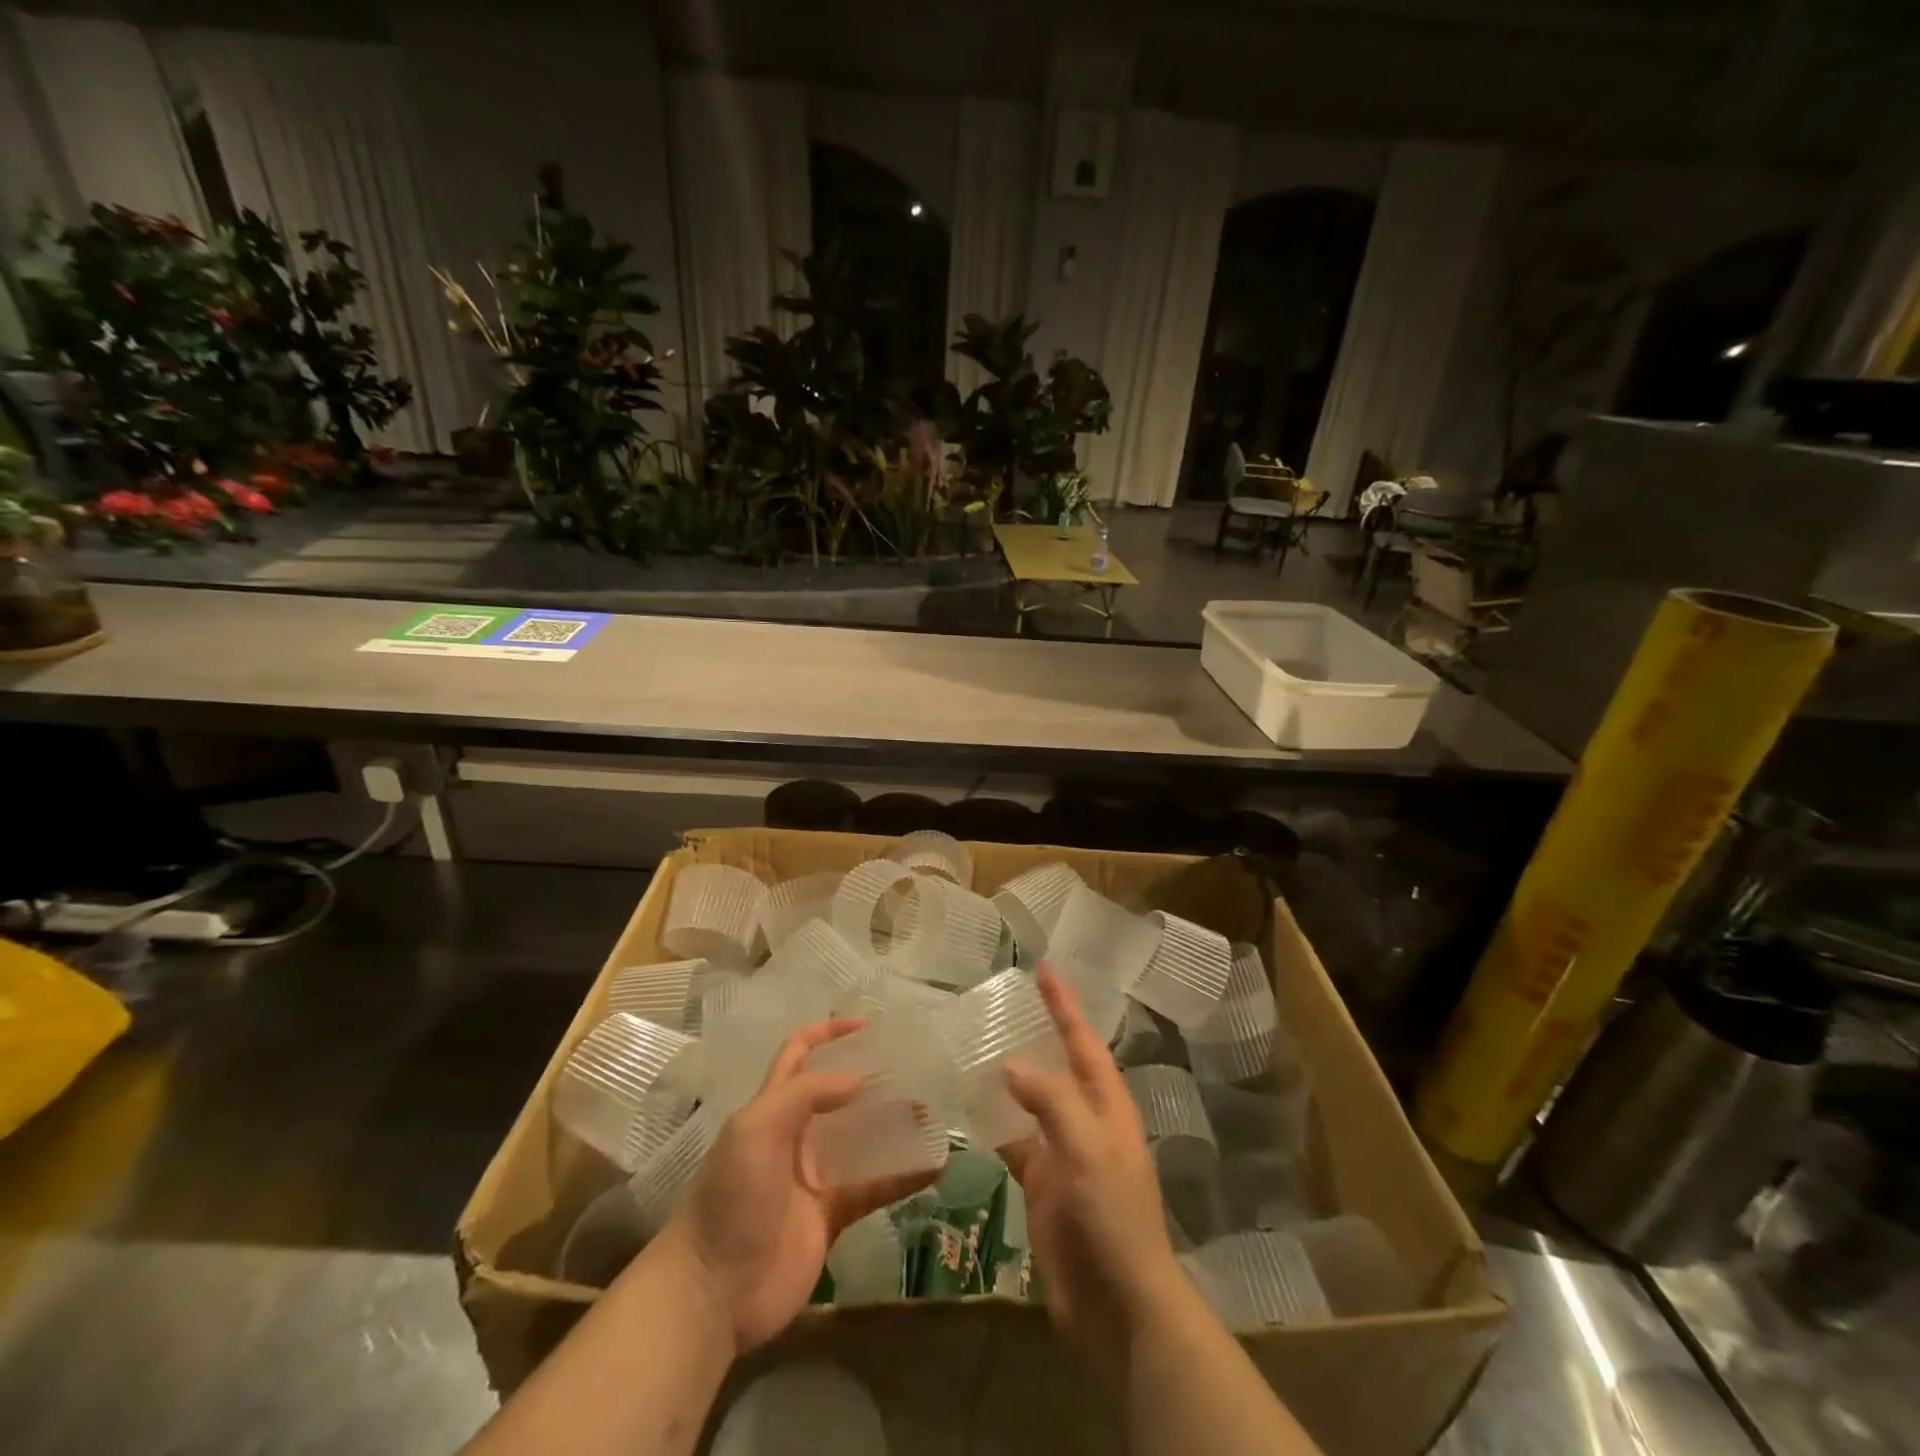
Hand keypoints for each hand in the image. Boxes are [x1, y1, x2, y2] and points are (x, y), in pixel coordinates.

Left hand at [652, 1018, 935, 1354]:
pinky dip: (903, 1177)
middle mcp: (795, 1135)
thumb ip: (807, 1094)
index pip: (799, 1054)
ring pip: (861, 1140)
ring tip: (930, 1113)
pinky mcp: (831, 1216)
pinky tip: (933, 1167)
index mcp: (772, 1107)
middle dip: (871, 1079)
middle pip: (838, 1095)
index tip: (867, 1025)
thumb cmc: (731, 1196)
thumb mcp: (758, 1128)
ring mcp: (814, 1177)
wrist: (712, 1292)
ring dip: (893, 1125)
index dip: (828, 1033)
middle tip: (911, 1069)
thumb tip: (860, 1079)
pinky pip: (873, 1188)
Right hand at [1000, 965, 1193, 1365]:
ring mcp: (1063, 1153)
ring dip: (1008, 1077)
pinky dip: (994, 1123)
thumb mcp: (1087, 1148)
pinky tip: (967, 1110)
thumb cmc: (1112, 1217)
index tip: (1045, 968)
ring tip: (974, 1047)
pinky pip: (1015, 1140)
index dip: (1064, 1004)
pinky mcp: (1042, 1185)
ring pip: (1031, 1101)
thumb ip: (1051, 1100)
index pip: (1082, 1040)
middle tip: (1001, 1003)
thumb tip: (1010, 1065)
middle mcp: (1086, 1121)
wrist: (1118, 1305)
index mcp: (1107, 1105)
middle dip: (1037, 1032)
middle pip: (1057, 1064)